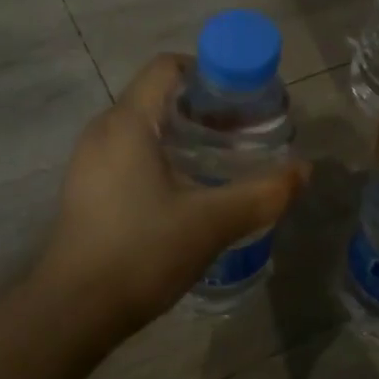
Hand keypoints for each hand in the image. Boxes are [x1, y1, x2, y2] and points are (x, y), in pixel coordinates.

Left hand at [37, 54, 306, 334]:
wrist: (74, 311)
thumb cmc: (142, 252)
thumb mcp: (212, 222)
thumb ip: (264, 194)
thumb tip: (304, 171)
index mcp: (127, 122)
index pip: (167, 67)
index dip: (209, 72)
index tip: (244, 99)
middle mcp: (103, 131)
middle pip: (157, 97)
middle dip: (203, 108)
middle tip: (243, 133)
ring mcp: (89, 162)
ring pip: (143, 128)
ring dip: (183, 135)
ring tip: (222, 162)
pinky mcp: (87, 190)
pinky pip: (129, 154)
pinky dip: (162, 157)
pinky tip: (187, 192)